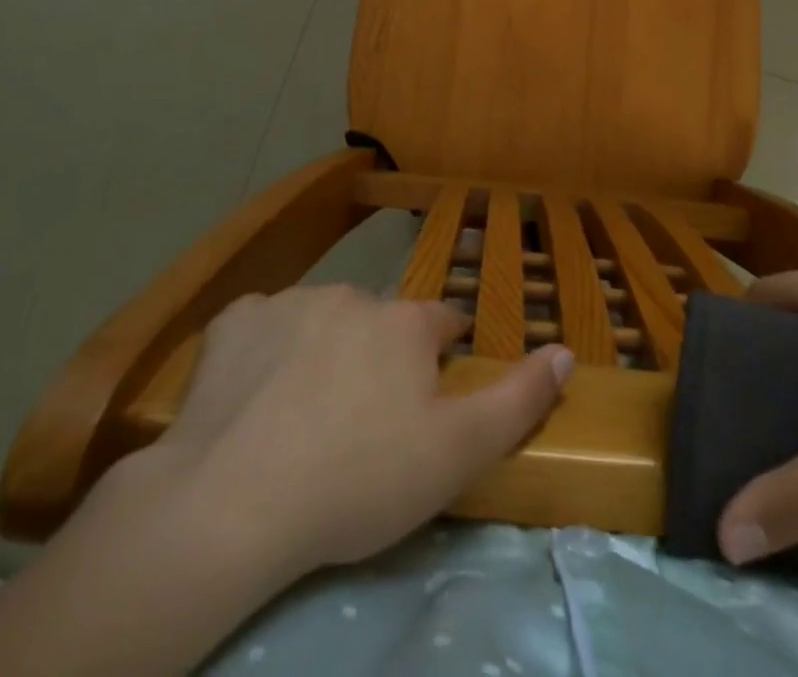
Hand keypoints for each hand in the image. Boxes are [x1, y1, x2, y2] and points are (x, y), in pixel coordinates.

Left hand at [163, 285, 572, 577]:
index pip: (442, 323)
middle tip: (361, 421)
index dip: (440, 356)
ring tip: (303, 415)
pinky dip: (265, 350)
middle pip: (379, 322)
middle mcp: (353, 295)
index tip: (428, 395)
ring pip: (321, 320)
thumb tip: (565, 350)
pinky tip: (252, 395)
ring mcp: (289, 301)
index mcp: (405, 322)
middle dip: (379, 357)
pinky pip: (262, 326)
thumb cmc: (357, 480)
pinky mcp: (233, 321)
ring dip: (323, 350)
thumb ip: (518, 398)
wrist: (232, 502)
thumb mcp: (455, 454)